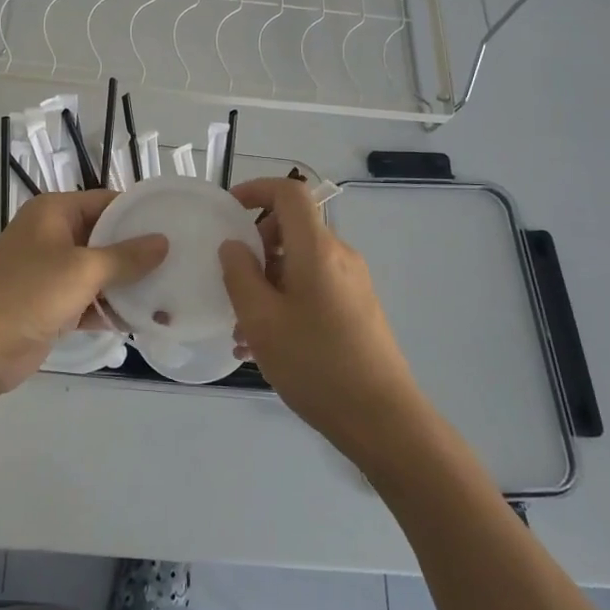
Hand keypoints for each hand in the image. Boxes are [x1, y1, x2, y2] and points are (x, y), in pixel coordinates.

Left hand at [0, 189, 166, 398]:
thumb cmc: (27, 294)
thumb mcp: (82, 270)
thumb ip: (125, 257)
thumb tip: (162, 242)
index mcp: (55, 212)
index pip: (107, 202)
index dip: (140, 213)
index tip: (178, 224)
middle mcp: (55, 236)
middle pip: (107, 238)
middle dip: (140, 252)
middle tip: (184, 260)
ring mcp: (54, 273)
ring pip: (102, 272)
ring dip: (130, 284)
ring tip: (175, 291)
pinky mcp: (55, 306)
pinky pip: (92, 301)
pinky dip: (114, 309)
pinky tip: (149, 320)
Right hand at [219, 177, 426, 457]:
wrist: (382, 419)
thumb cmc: (315, 363)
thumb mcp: (260, 319)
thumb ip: (239, 274)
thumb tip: (233, 245)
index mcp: (316, 248)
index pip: (289, 192)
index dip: (256, 190)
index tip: (227, 212)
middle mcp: (339, 256)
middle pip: (292, 228)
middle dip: (255, 246)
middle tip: (229, 282)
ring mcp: (352, 282)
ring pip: (299, 263)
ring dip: (266, 281)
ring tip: (241, 329)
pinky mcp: (357, 308)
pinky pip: (313, 286)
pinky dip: (285, 300)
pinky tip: (265, 344)